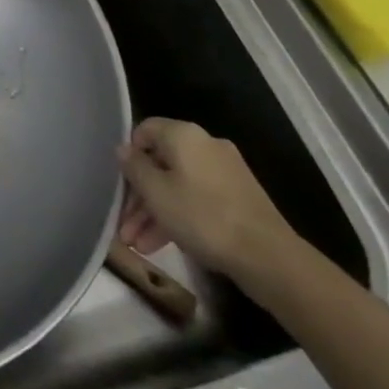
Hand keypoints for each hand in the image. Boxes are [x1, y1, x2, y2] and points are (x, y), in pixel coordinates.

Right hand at [117, 118, 298, 282]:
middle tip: (125, 226)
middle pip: (161, 163)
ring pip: (178, 186)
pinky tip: (162, 245)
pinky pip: (198, 200)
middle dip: (139, 197)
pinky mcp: (239, 199)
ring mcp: (225, 173)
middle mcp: (205, 146)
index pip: (144, 130)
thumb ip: (134, 167)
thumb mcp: (155, 192)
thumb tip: (124, 149)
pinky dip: (179, 217)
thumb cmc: (202, 216)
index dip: (128, 154)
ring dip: (155, 213)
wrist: (269, 258)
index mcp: (184, 135)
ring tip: (137, 245)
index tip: (120, 183)